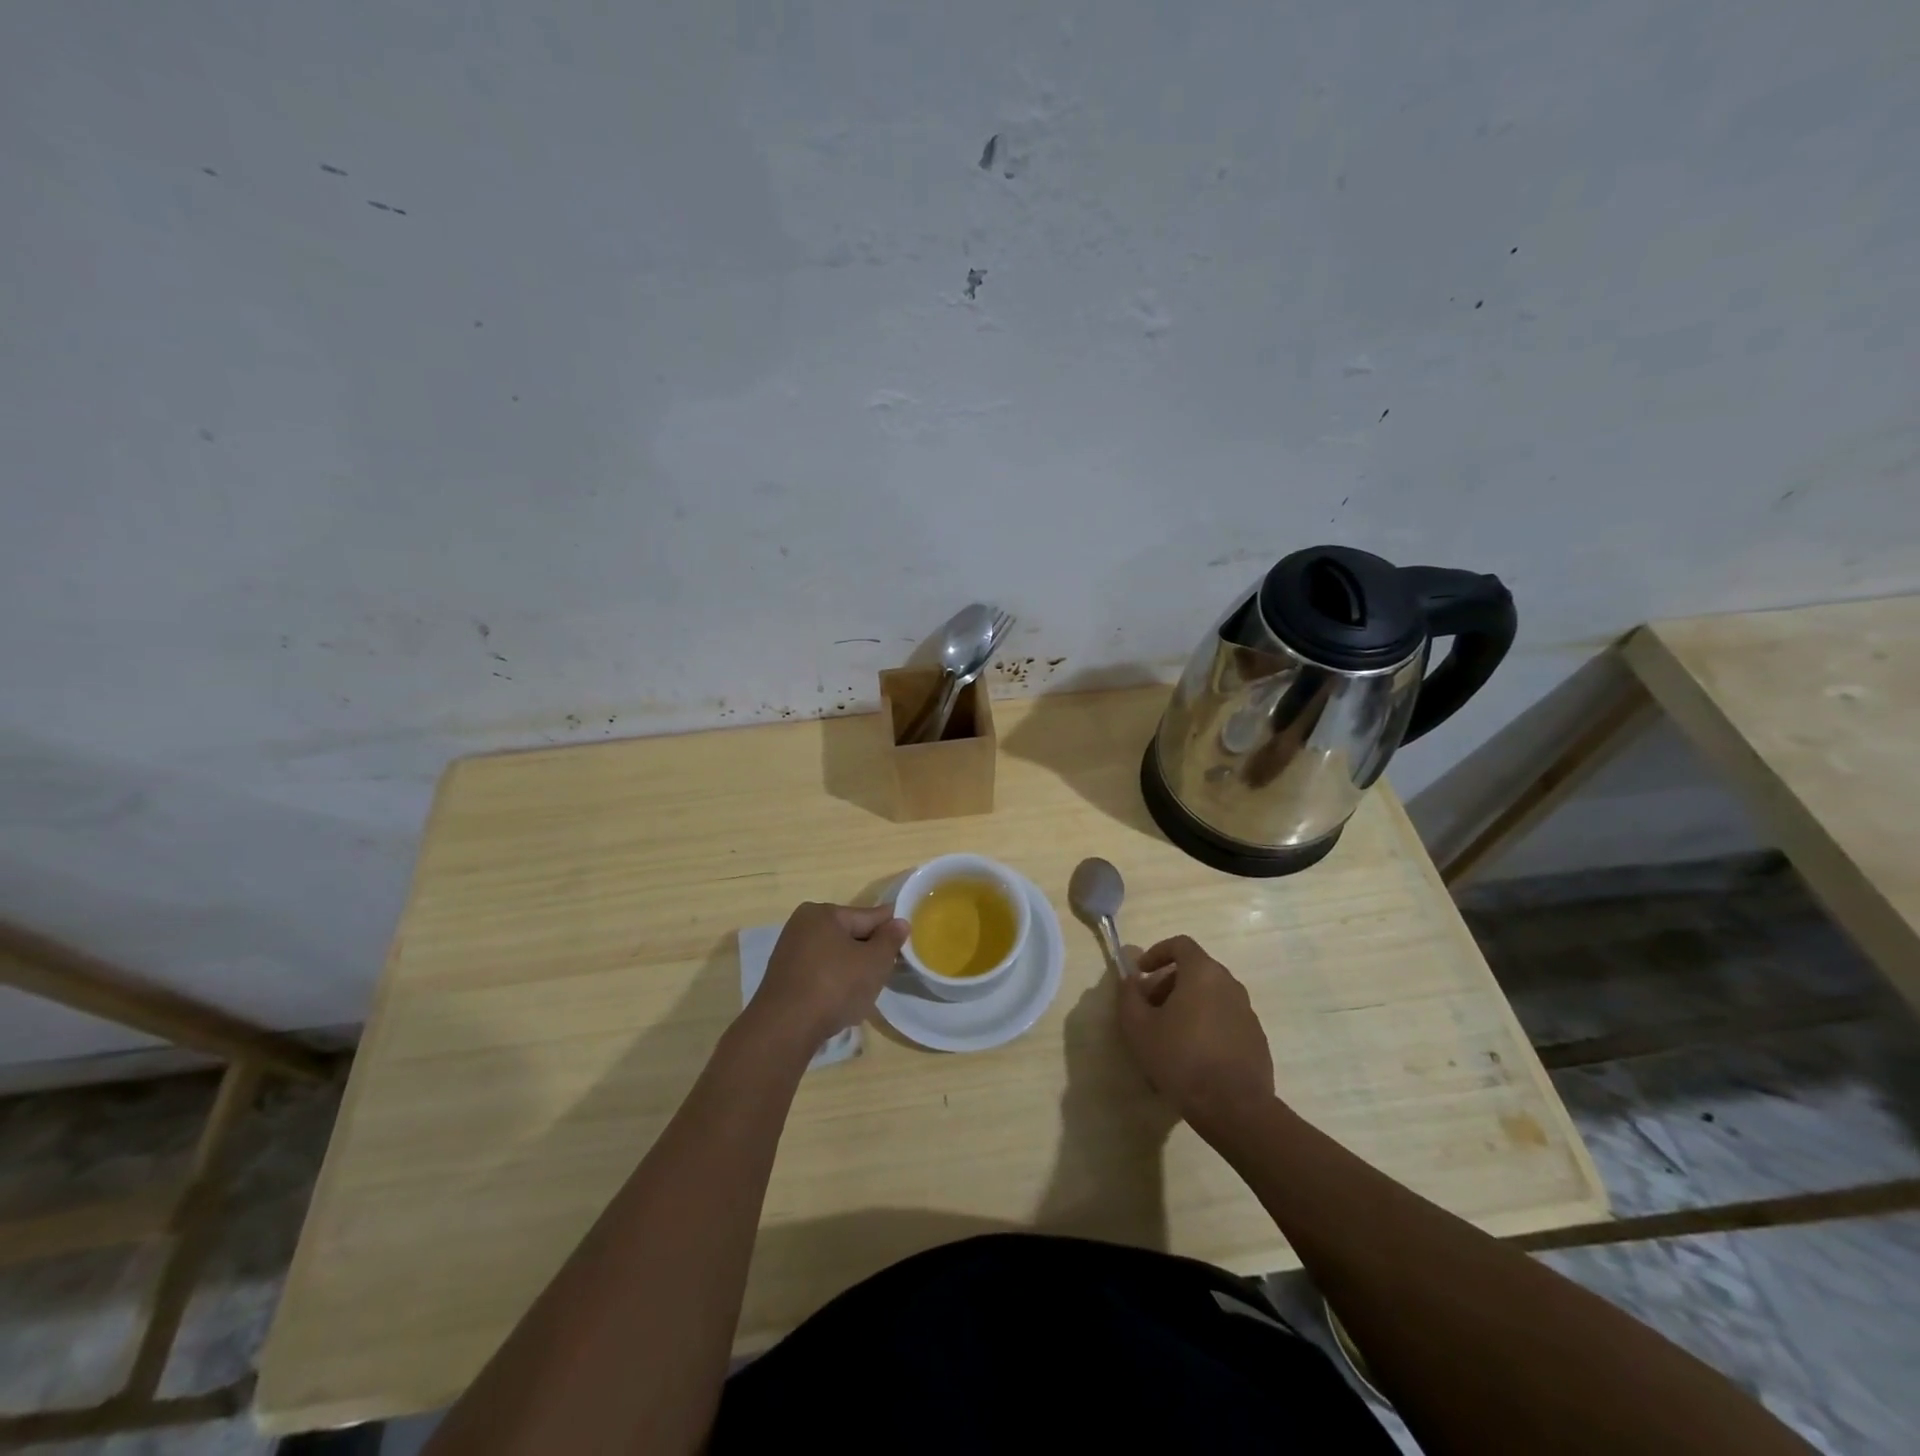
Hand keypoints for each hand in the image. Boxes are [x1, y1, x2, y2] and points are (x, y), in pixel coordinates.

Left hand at [747, 902, 909, 1050]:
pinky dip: (833, 984)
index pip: (868, 916)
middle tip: (886, 973)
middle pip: (850, 935)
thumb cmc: (835, 986)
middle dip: (869, 953)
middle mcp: (802, 925)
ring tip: (865, 993)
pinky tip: (841, 1003)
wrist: (785, 1029)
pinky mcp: (783, 979)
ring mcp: (789, 952)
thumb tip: (900, 922)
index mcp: (823, 913)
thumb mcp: (874, 962)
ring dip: (852, 971)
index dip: (890, 929)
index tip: (906, 941)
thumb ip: (890, 939)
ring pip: (835, 957)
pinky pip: (819, 974)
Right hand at [1117, 935, 1274, 1138]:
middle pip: (1196, 970)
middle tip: (1149, 1008)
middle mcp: (1230, 984)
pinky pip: (1225, 1019)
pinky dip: (1206, 1024)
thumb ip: (1129, 996)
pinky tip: (1193, 1055)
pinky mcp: (1256, 1038)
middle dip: (1168, 983)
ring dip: (1187, 1005)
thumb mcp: (1138, 1027)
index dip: (1157, 953)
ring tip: (1169, 1035)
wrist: (1234, 1108)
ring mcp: (1247, 1012)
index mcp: (1203, 973)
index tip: (1141, 973)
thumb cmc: (1181, 1059)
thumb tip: (1130, 980)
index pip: (1180, 944)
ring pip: (1211, 996)